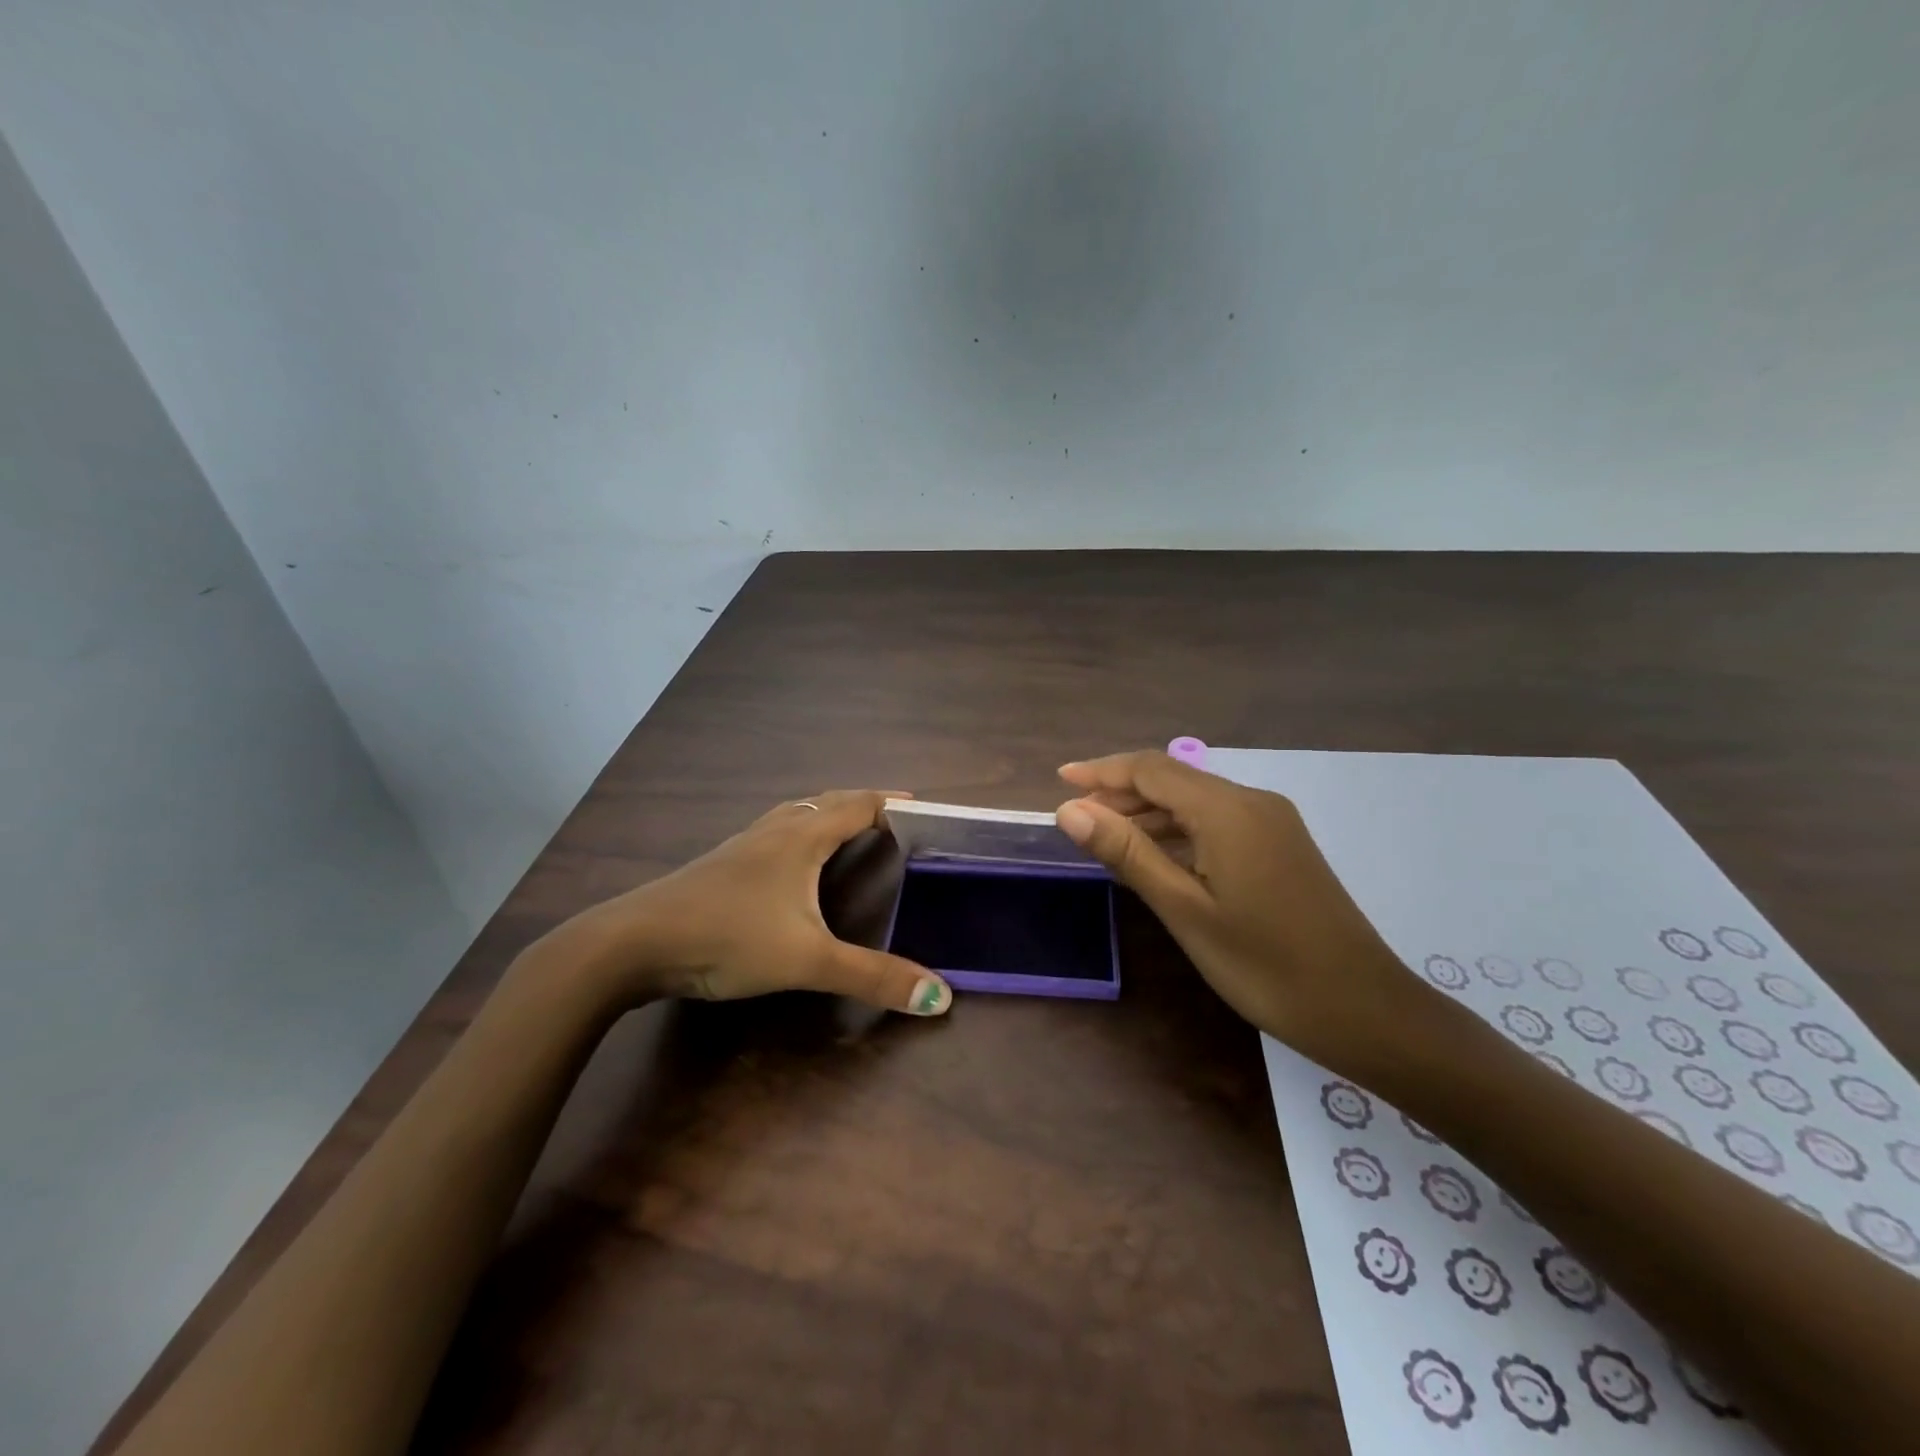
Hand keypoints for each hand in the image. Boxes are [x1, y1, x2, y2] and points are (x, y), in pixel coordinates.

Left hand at [556, 790, 952, 1016]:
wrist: (631, 943)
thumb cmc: (727, 937)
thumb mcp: (807, 960)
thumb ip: (873, 977)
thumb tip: (940, 997)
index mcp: (801, 837)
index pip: (858, 805)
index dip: (892, 804)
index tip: (924, 808)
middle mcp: (774, 831)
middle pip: (827, 802)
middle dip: (864, 805)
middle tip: (895, 818)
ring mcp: (741, 846)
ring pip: (795, 815)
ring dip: (827, 814)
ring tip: (848, 829)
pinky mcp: (719, 866)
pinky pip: (772, 834)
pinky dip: (798, 834)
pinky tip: (789, 863)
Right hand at [1055, 751, 1422, 1069]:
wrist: (1364, 1010)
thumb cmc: (1265, 965)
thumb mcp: (1184, 909)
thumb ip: (1127, 853)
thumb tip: (1070, 810)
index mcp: (1227, 810)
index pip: (1151, 769)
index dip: (1101, 771)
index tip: (1060, 781)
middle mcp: (1252, 802)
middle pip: (1173, 780)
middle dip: (1121, 793)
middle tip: (1077, 821)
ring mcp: (1272, 823)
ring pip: (1195, 802)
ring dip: (1149, 814)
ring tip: (1106, 841)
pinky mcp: (1281, 846)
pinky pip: (1217, 822)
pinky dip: (1179, 832)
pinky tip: (1156, 859)